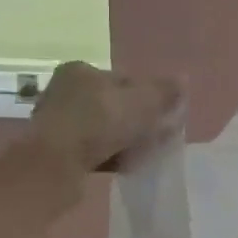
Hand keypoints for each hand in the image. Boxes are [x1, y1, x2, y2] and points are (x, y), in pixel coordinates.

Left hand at [29, 61, 182, 173]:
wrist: (53, 167)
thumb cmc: (98, 123)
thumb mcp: (140, 103)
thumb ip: (163, 92)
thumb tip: (184, 79)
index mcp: (81, 70)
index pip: (125, 79)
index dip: (148, 96)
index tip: (164, 116)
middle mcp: (64, 91)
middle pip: (114, 105)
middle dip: (137, 121)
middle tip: (158, 138)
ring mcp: (57, 123)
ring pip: (103, 130)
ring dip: (124, 141)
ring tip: (143, 155)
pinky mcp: (54, 151)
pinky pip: (91, 150)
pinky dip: (109, 156)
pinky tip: (124, 167)